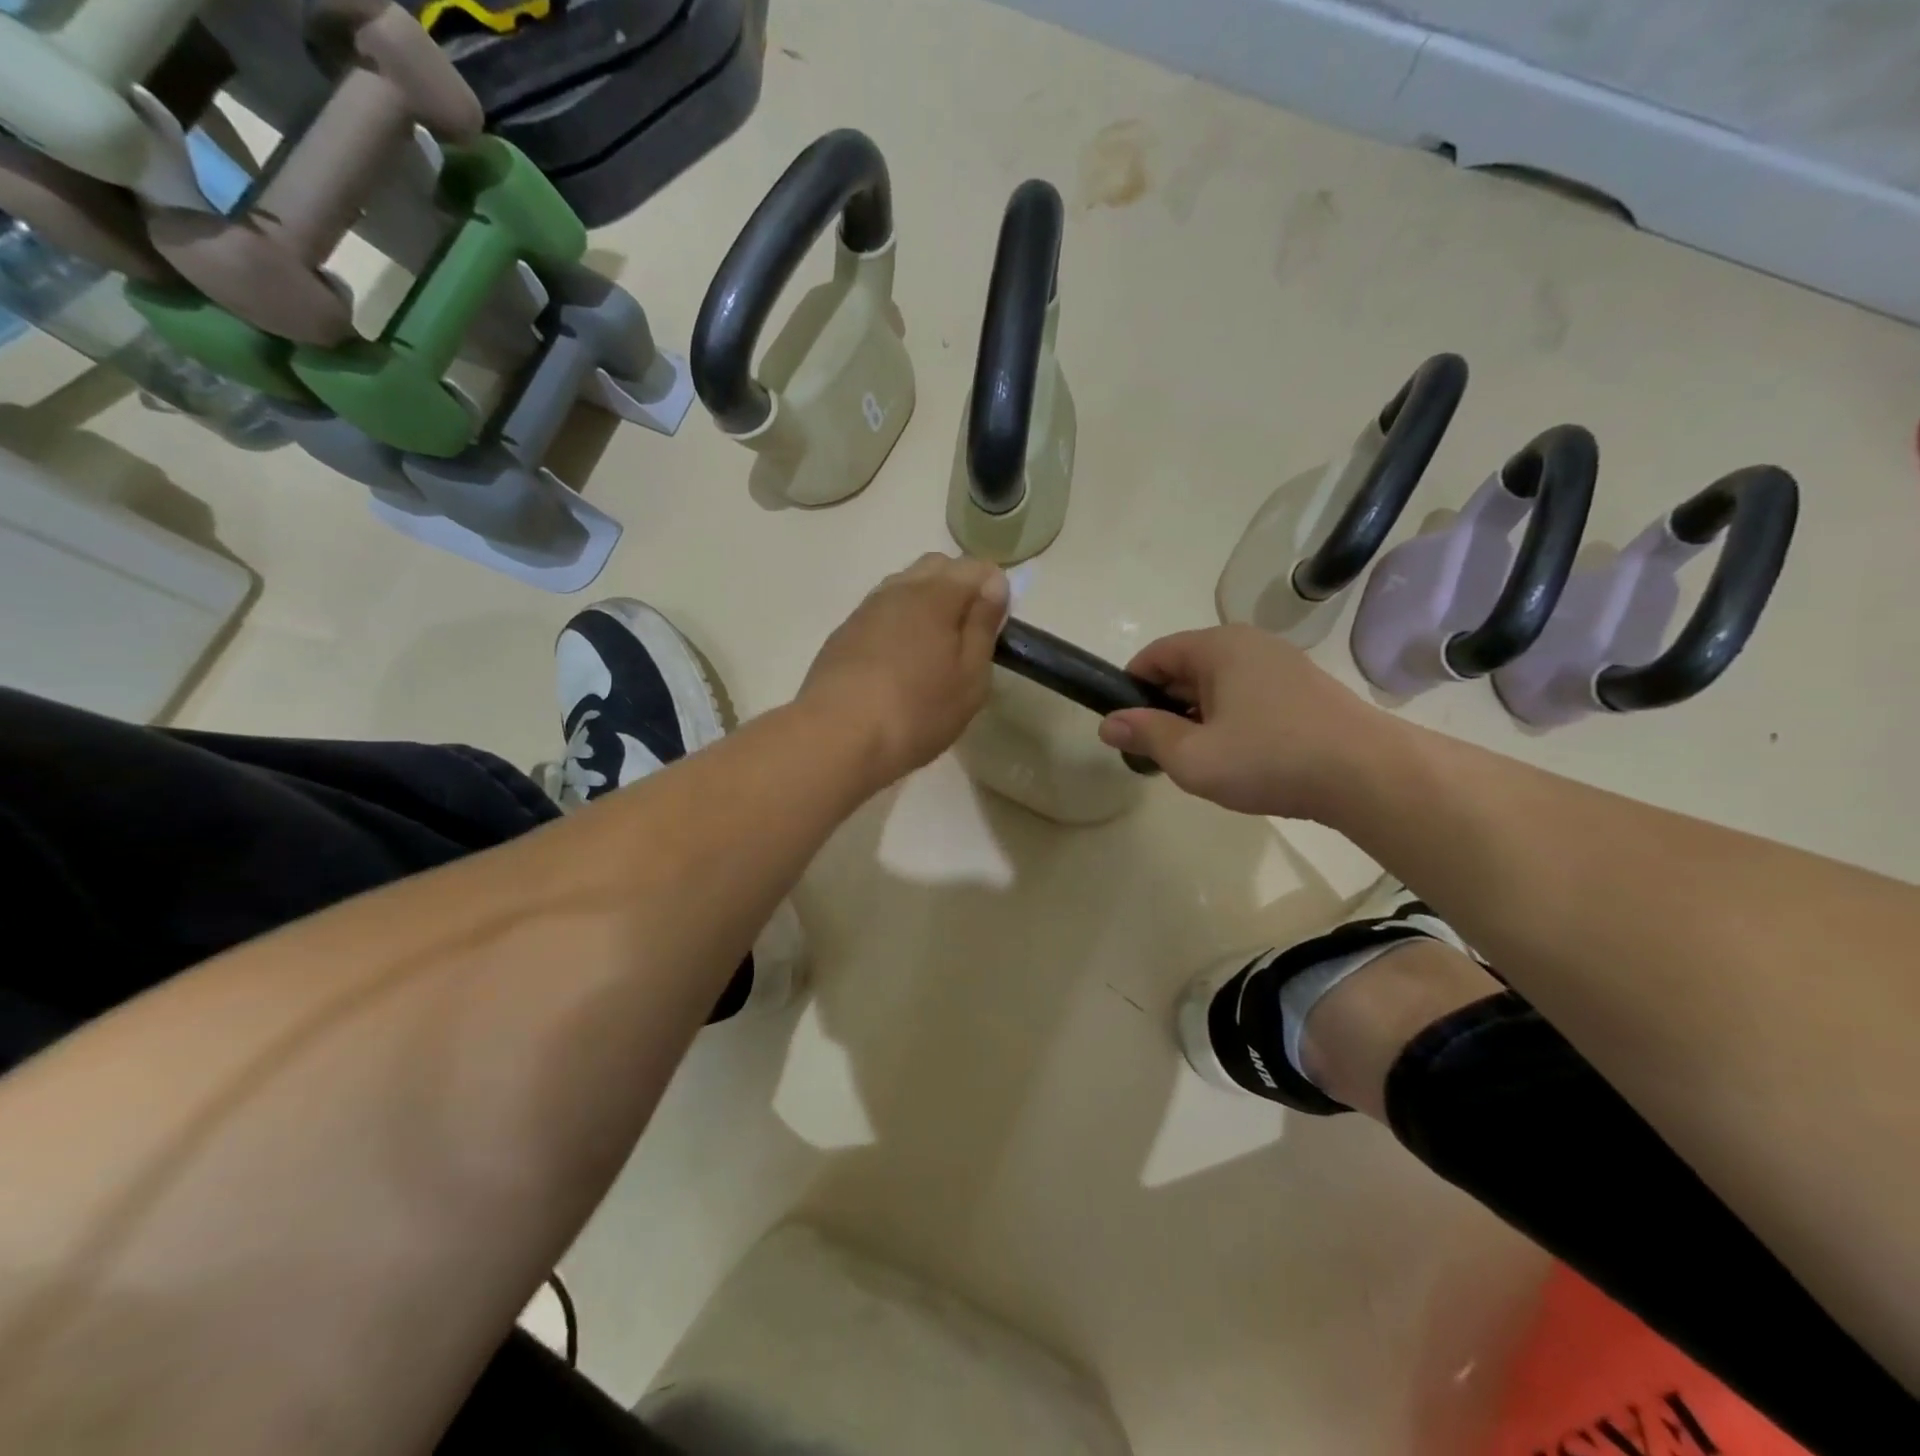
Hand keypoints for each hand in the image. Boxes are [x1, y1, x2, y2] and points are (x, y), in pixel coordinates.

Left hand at [802, 553, 1009, 783]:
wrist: (837, 738)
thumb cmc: (918, 711)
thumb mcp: (970, 676)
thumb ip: (983, 625)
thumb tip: (994, 583)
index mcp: (936, 594)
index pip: (976, 567)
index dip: (993, 589)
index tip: (995, 626)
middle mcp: (898, 589)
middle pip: (936, 567)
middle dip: (958, 588)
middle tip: (967, 635)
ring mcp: (866, 610)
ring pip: (904, 588)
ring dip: (925, 605)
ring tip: (933, 650)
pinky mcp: (843, 634)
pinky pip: (881, 613)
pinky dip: (897, 625)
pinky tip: (899, 662)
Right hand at [1097, 626, 1394, 819]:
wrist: (1368, 775)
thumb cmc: (1270, 759)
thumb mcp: (1193, 757)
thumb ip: (1146, 735)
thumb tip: (1108, 724)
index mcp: (1218, 647)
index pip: (1154, 655)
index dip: (1129, 690)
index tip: (1125, 729)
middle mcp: (1248, 644)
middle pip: (1185, 668)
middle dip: (1164, 707)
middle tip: (1160, 752)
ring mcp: (1280, 664)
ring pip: (1216, 684)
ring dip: (1197, 717)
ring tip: (1199, 759)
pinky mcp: (1302, 688)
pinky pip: (1246, 695)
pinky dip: (1229, 719)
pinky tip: (1238, 756)